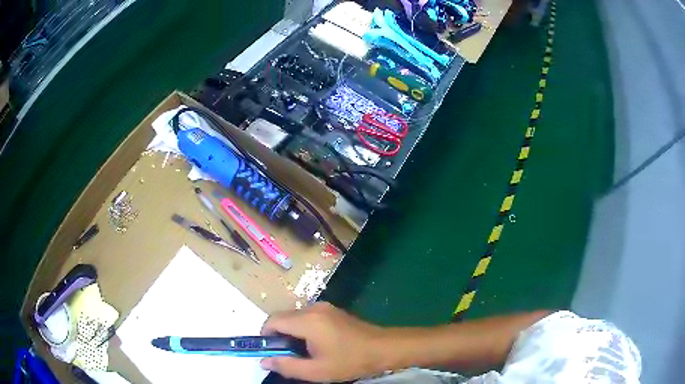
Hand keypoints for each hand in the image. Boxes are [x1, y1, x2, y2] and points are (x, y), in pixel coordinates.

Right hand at [260, 302, 385, 381]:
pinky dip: (303, 328)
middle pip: (283, 317)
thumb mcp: (317, 371)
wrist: (384, 348)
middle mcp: (314, 308)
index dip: (265, 335)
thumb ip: (287, 366)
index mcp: (307, 321)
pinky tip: (315, 344)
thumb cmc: (350, 361)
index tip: (268, 351)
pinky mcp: (333, 310)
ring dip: (291, 332)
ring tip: (302, 352)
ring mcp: (325, 307)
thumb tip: (264, 361)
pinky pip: (308, 316)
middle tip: (286, 356)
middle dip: (278, 335)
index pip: (273, 321)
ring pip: (295, 317)